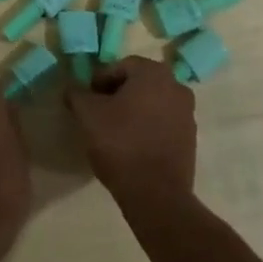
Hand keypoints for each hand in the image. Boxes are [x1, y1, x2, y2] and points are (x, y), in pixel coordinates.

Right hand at [65, 56, 196, 209]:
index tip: (87, 101)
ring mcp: (187, 113)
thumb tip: (72, 88)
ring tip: (114, 132)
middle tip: (98, 114)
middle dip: (117, 95)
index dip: (99, 81)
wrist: (156, 195)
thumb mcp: (87, 115)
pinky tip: (132, 146)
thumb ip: (77, 94)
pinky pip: (163, 123)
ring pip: (152, 103)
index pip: (119, 66)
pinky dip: (147, 128)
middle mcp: (176, 86)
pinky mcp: (190, 139)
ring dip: (133, 111)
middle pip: (138, 83)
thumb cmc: (120, 144)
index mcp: (153, 73)